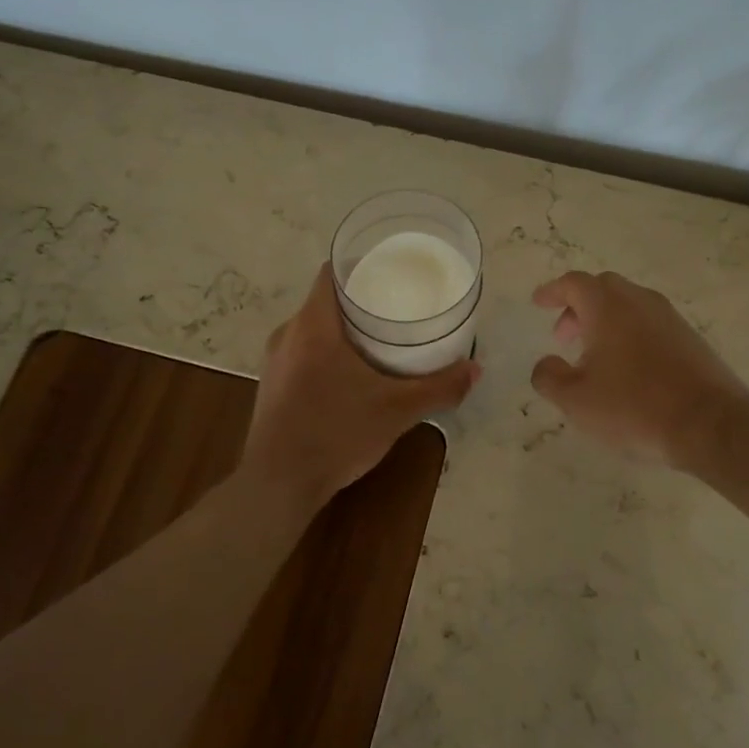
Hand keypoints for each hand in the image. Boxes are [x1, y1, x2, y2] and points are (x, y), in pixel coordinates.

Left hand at [242, 264, 479, 511]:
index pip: (332, 271)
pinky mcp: (272, 385)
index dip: (361, 263)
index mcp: (313, 325)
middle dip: (360, 299)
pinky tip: (351, 373)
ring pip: (313, 328)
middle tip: (397, 305)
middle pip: (326, 300)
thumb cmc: (336, 434)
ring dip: (343, 329)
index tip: (390, 268)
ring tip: (380, 338)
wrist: (279, 484)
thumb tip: (476, 370)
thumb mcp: (397, 410)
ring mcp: (275, 361)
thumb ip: (439, 387)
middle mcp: (288, 333)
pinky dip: (327, 352)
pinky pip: (303, 352)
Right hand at [531, 270, 748, 468]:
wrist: (710, 424)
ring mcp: (669, 318)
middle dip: (578, 306)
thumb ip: (549, 377)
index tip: (538, 302)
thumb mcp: (576, 400)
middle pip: (603, 288)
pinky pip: (649, 323)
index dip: (552, 291)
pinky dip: (629, 333)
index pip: (574, 284)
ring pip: (629, 305)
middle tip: (564, 335)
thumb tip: (545, 363)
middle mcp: (639, 302)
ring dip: (605, 321)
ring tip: (593, 357)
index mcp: (608, 307)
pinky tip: (626, 368)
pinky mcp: (690, 338)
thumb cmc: (633, 407)